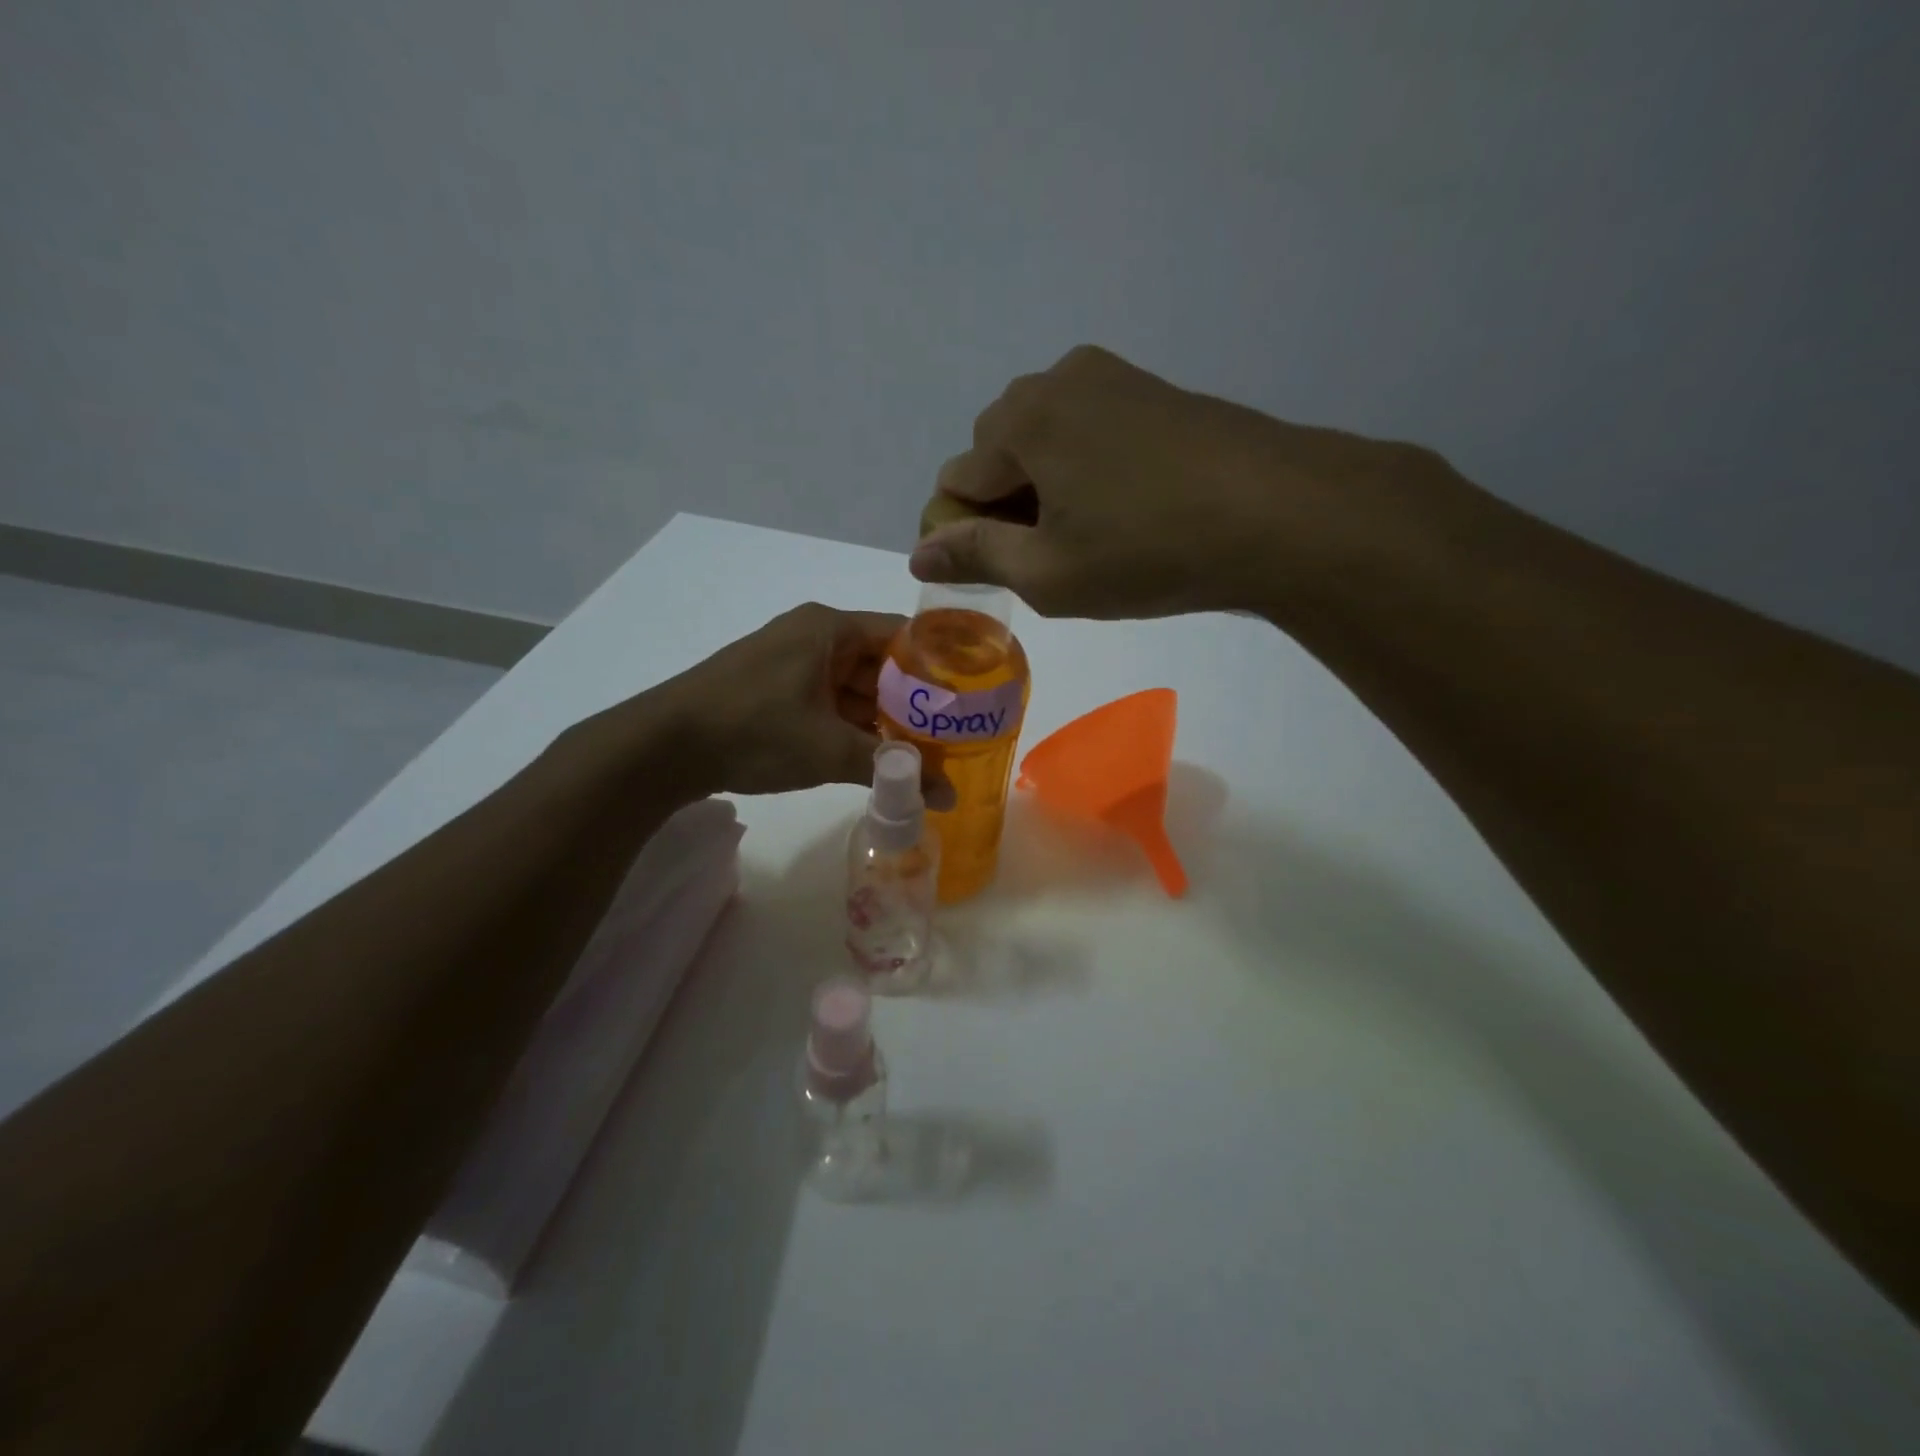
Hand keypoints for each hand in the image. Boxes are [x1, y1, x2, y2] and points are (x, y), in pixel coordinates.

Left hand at [654, 604, 953, 803]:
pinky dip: (849, 724)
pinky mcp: (772, 688)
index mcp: (829, 628)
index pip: (902, 634)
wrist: (662, 747)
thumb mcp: (830, 749)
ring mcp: (788, 661)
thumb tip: (947, 798)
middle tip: (949, 735)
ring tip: (918, 751)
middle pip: (879, 662)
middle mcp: (812, 635)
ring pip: (852, 685)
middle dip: (911, 701)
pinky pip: (826, 699)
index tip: (968, 698)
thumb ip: (893, 769)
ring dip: (880, 717)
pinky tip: (871, 754)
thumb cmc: (754, 731)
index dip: (938, 665)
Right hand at [911, 344, 1445, 621]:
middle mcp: (1056, 381)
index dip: (963, 531)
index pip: (956, 479)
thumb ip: (975, 555)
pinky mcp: (1152, 389)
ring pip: (1044, 439)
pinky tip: (1124, 507)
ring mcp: (1111, 377)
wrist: (1280, 513)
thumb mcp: (1050, 572)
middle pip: (997, 451)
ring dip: (1046, 486)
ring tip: (1090, 534)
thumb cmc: (1149, 550)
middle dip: (1006, 503)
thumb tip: (919, 553)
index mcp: (1022, 421)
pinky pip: (1087, 429)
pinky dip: (1084, 468)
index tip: (999, 570)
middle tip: (1050, 555)